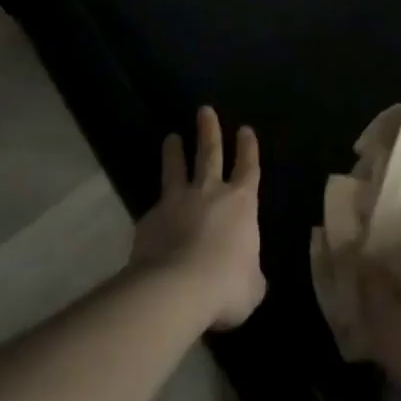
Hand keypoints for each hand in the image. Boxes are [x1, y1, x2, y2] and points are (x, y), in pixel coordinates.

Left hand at [131, 106, 265, 329]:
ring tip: (171, 138)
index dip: (248, 148)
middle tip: (204, 110)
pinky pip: (154, 209)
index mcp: (242, 203)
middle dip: (209, 131)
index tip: (244, 129)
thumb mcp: (251, 287)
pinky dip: (156, 209)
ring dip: (175, 153)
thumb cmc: (225, 284)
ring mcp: (177, 203)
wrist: (175, 290)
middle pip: (210, 154)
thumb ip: (251, 275)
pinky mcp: (149, 220)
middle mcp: (210, 193)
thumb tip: (249, 277)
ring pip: (176, 169)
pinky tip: (152, 215)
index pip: (249, 167)